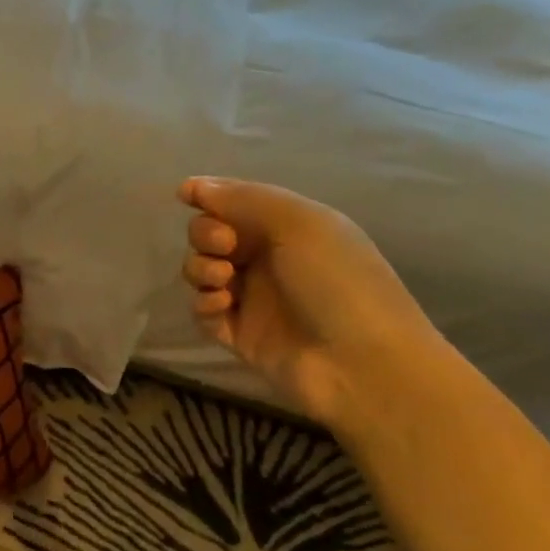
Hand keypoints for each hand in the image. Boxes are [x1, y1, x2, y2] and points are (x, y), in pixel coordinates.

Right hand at [178, 176, 445, 428]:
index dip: (209, 196)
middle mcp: (267, 258)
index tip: (186, 196)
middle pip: (211, 234)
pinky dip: (204, 303)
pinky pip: (203, 310)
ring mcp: (252, 298)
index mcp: (288, 226)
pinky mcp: (238, 334)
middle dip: (206, 234)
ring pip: (201, 271)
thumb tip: (192, 185)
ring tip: (224, 280)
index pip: (237, 202)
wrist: (363, 364)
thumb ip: (242, 199)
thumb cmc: (338, 281)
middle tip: (225, 247)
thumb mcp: (299, 223)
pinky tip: (222, 306)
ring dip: (201, 268)